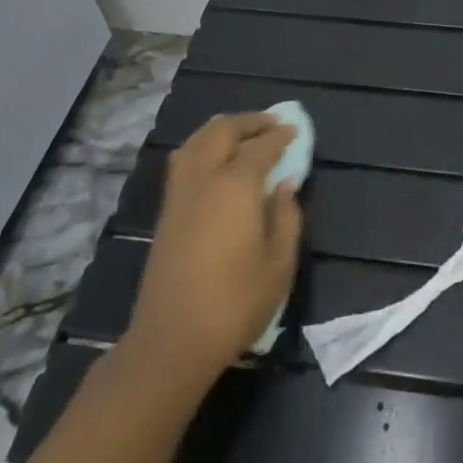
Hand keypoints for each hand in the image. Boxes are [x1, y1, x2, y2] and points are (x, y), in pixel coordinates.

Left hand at [126, 113, 302, 392]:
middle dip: (249, 122)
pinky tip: (217, 161)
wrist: (172, 340)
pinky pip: (185, 160)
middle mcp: (204, 179)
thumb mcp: (279, 265)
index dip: (280, 136)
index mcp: (235, 187)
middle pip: (223, 132)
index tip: (295, 130)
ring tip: (244, 136)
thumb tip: (284, 186)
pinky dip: (204, 146)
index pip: (261, 147)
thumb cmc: (235, 303)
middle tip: (272, 125)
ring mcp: (180, 194)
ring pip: (197, 141)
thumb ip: (287, 217)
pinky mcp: (166, 212)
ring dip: (222, 130)